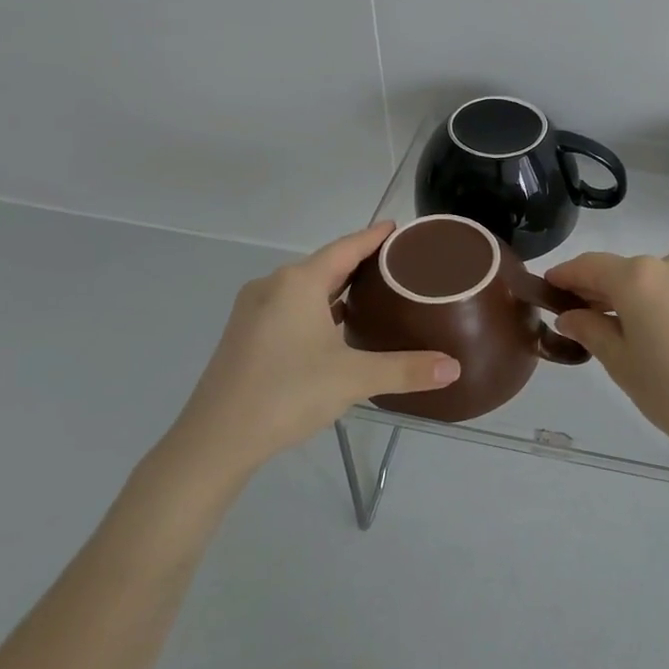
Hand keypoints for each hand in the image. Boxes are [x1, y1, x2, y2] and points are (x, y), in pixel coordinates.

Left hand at [156, 224, 459, 497]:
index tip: (398, 228)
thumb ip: (405, 369)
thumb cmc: (287, 393)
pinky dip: (317, 308)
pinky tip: (334, 326)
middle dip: (359, 262)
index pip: (345, 248)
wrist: (215, 440)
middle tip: (397, 265)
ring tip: (373, 293)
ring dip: (336, 288)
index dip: (373, 237)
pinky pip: (290, 307)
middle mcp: (273, 286)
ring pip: (305, 288)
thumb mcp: (353, 379)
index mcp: (298, 283)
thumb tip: (454, 368)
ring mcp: (254, 311)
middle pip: (325, 265)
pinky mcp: (245, 336)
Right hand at [546, 251, 668, 458]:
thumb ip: (591, 330)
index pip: (588, 266)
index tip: (544, 289)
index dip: (564, 276)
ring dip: (619, 296)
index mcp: (638, 276)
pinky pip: (666, 289)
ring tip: (601, 327)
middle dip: (591, 289)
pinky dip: (646, 302)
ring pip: (643, 280)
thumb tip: (570, 314)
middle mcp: (666, 264)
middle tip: (568, 315)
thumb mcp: (621, 363)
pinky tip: (637, 329)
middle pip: (617, 270)